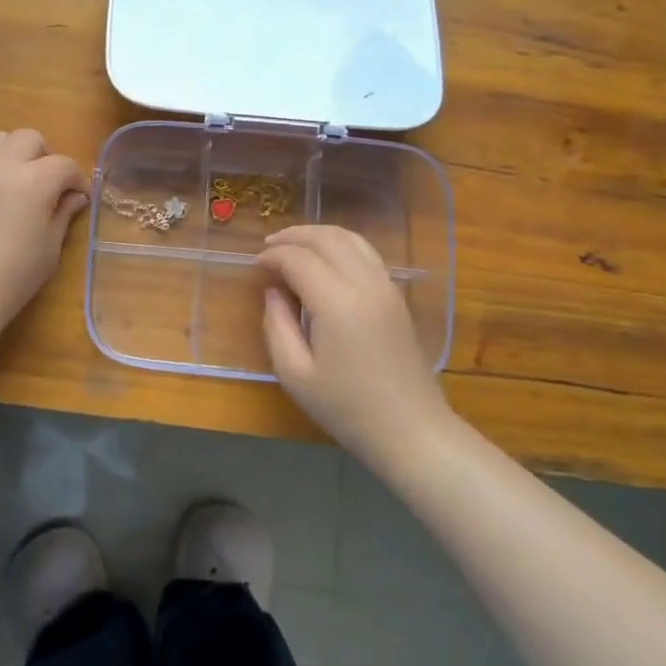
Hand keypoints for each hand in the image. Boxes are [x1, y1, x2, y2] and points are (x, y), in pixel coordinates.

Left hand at [0, 129, 88, 326]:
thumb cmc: (15, 273)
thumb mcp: (50, 245)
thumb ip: (63, 213)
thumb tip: (74, 197)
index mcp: (33, 179)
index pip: (63, 164)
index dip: (76, 179)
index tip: (78, 197)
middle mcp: (0, 165)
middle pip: (28, 138)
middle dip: (43, 156)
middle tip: (46, 183)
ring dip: (11, 154)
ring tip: (13, 181)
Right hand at [257, 225, 452, 470]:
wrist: (410, 430)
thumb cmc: (346, 408)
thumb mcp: (294, 374)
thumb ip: (277, 325)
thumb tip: (274, 292)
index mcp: (337, 302)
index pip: (298, 259)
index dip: (272, 256)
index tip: (254, 265)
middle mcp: (365, 284)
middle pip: (327, 238)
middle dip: (293, 236)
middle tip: (268, 247)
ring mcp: (386, 287)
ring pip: (351, 239)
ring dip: (318, 235)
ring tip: (293, 246)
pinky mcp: (396, 297)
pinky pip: (366, 254)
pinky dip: (340, 246)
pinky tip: (324, 261)